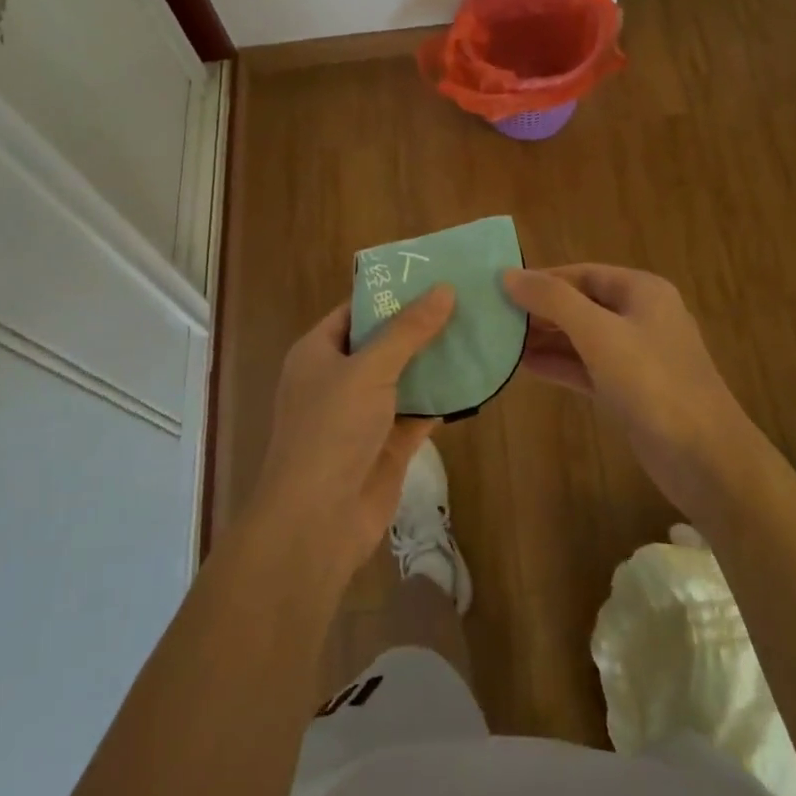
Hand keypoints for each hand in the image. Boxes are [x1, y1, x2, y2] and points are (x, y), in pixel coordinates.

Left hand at [248, 287, 454, 575]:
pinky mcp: (388, 442)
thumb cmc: (331, 430)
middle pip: (384, 341)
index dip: (392, 292)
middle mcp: (339, 377)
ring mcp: (364, 412)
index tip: (433, 274)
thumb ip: (408, 330)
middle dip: (421, 324)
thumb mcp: (369, 369)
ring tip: (478, 330)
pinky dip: (443, 397)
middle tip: (467, 299)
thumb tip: (445, 289)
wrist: (317, 521)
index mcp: (319, 351)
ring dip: (436, 360)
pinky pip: (419, 410)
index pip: (357, 309)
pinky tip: (476, 377)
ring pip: (405, 376)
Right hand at [504, 265, 763, 516]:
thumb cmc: (652, 382)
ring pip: (582, 337)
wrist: (705, 459)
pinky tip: (524, 367)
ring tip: (499, 340)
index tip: (499, 287)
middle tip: (493, 316)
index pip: (582, 273)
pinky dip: (559, 365)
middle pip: (581, 303)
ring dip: (545, 338)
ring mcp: (636, 356)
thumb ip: (553, 301)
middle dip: (540, 309)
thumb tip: (508, 274)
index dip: (541, 278)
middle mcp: (640, 316)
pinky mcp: (630, 391)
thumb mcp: (599, 333)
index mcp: (642, 291)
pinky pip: (587, 367)